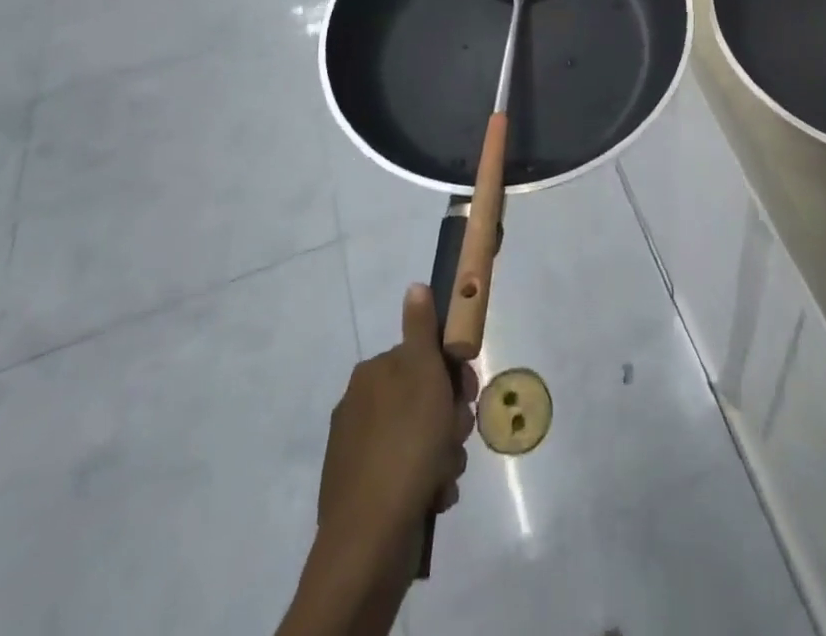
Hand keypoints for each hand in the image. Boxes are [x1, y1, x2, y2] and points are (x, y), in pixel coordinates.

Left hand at [318, 285, 477, 557]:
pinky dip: (427, 481)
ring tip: (444, 474)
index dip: (452, 373)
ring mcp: (360, 451)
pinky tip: (433, 495)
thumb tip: (414, 286)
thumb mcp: (422, 374)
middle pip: (424, 398)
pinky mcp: (364, 491)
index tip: (466, 394)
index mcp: (372, 374)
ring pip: (422, 438)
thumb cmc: (406, 444)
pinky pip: (409, 473)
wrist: (370, 539)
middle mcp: (361, 406)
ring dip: (443, 453)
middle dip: (449, 418)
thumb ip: (421, 329)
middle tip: (456, 436)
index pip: (423, 357)